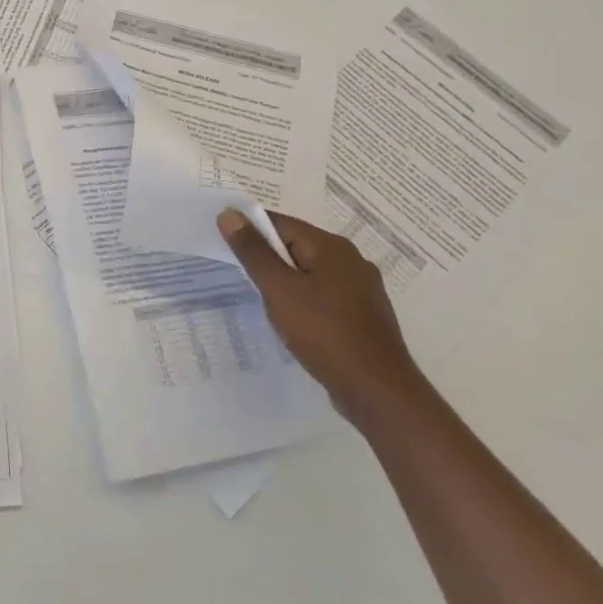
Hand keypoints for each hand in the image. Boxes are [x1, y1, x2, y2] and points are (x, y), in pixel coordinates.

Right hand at [216, 208, 418, 420]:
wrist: (377, 390)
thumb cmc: (324, 333)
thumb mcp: (279, 289)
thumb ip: (253, 251)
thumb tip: (229, 214)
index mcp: (331, 246)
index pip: (280, 223)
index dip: (250, 231)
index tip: (225, 247)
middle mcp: (351, 259)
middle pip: (297, 246)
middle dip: (267, 259)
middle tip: (241, 277)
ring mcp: (362, 288)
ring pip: (311, 273)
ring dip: (286, 283)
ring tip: (265, 302)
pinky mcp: (364, 314)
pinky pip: (325, 295)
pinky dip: (305, 301)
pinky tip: (295, 322)